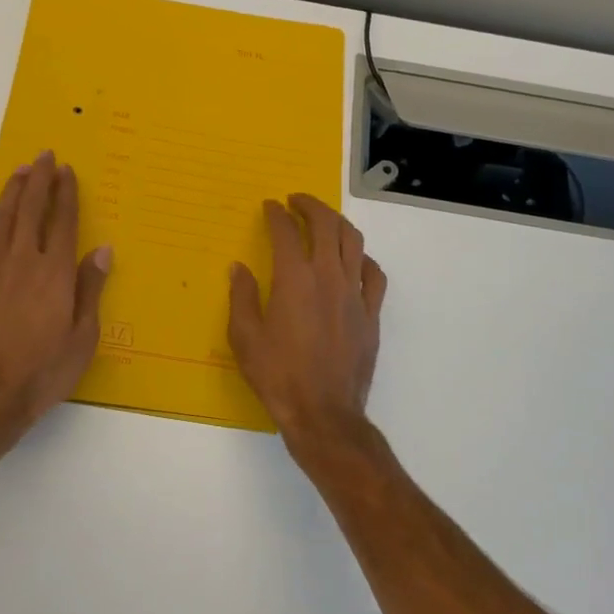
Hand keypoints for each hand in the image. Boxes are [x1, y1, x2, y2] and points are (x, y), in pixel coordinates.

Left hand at [0, 152, 111, 438]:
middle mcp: (21, 260)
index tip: (66, 170)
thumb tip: (102, 250)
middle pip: (29, 209)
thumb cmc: (43, 371)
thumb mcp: (82, 337)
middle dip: (38, 179)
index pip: (62, 220)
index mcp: (53, 272)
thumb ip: (90, 289)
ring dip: (11, 191)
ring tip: (19, 172)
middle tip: (43, 156)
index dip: (65, 193)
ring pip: (0, 218)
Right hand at [228, 194, 386, 438]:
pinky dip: (363, 258)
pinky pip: (374, 275)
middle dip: (311, 205)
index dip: (276, 214)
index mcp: (294, 280)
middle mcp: (328, 277)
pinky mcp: (371, 314)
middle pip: (326, 225)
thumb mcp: (245, 337)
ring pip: (354, 242)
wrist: (323, 412)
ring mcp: (355, 294)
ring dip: (338, 223)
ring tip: (325, 220)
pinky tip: (354, 260)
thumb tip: (239, 268)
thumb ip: (242, 296)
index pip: (286, 232)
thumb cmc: (277, 375)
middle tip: (296, 200)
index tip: (269, 206)